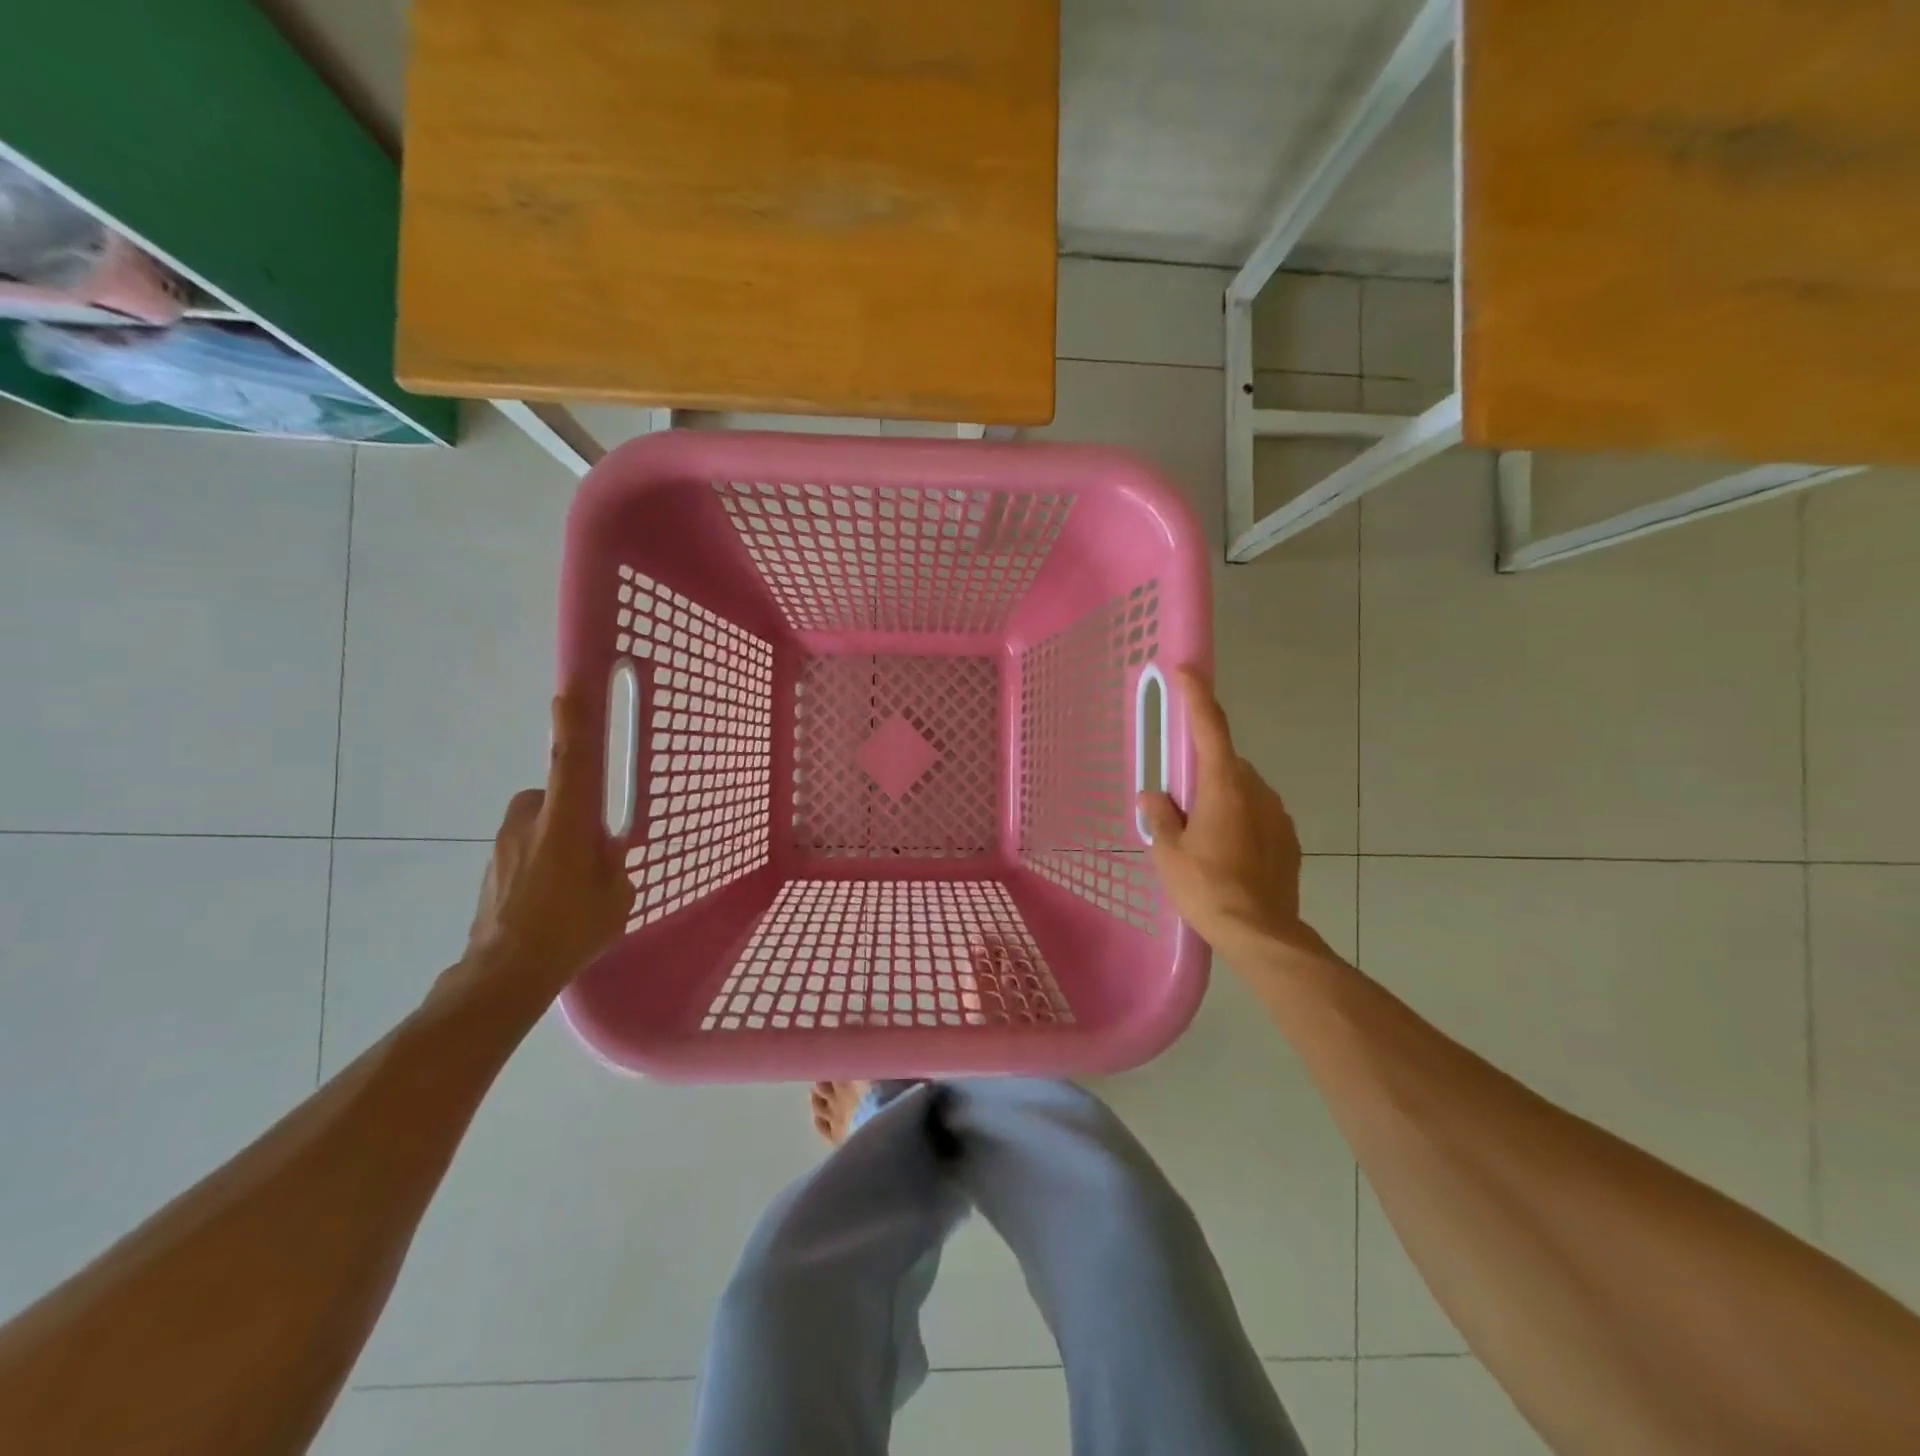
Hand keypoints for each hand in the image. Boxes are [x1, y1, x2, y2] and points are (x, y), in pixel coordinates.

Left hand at [461, 685, 631, 1001]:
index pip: (571, 761)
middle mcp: (530, 821)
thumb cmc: (570, 930)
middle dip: (575, 811)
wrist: (503, 974)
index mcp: (566, 822)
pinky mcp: (491, 865)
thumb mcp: (616, 895)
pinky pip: (526, 847)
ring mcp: (504, 843)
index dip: (573, 724)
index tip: (570, 689)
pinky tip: (550, 898)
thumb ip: (613, 862)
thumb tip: (604, 850)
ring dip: (557, 838)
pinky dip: (541, 861)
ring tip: (571, 884)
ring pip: (541, 823)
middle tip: (592, 848)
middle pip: (556, 793)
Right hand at [1138, 667, 1336, 972]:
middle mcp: (1256, 790)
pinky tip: (1226, 853)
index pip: (1210, 727)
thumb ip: (1160, 817)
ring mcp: (1278, 814)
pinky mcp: (1289, 840)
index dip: (1196, 694)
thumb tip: (1154, 797)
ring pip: (1242, 790)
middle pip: (1224, 762)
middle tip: (1177, 799)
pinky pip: (1257, 815)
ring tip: (1201, 836)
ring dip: (1220, 798)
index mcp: (1224, 785)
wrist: (1262, 934)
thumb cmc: (1207, 888)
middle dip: (1201, 770)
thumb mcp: (1168, 852)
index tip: (1186, 669)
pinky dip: (1239, 821)